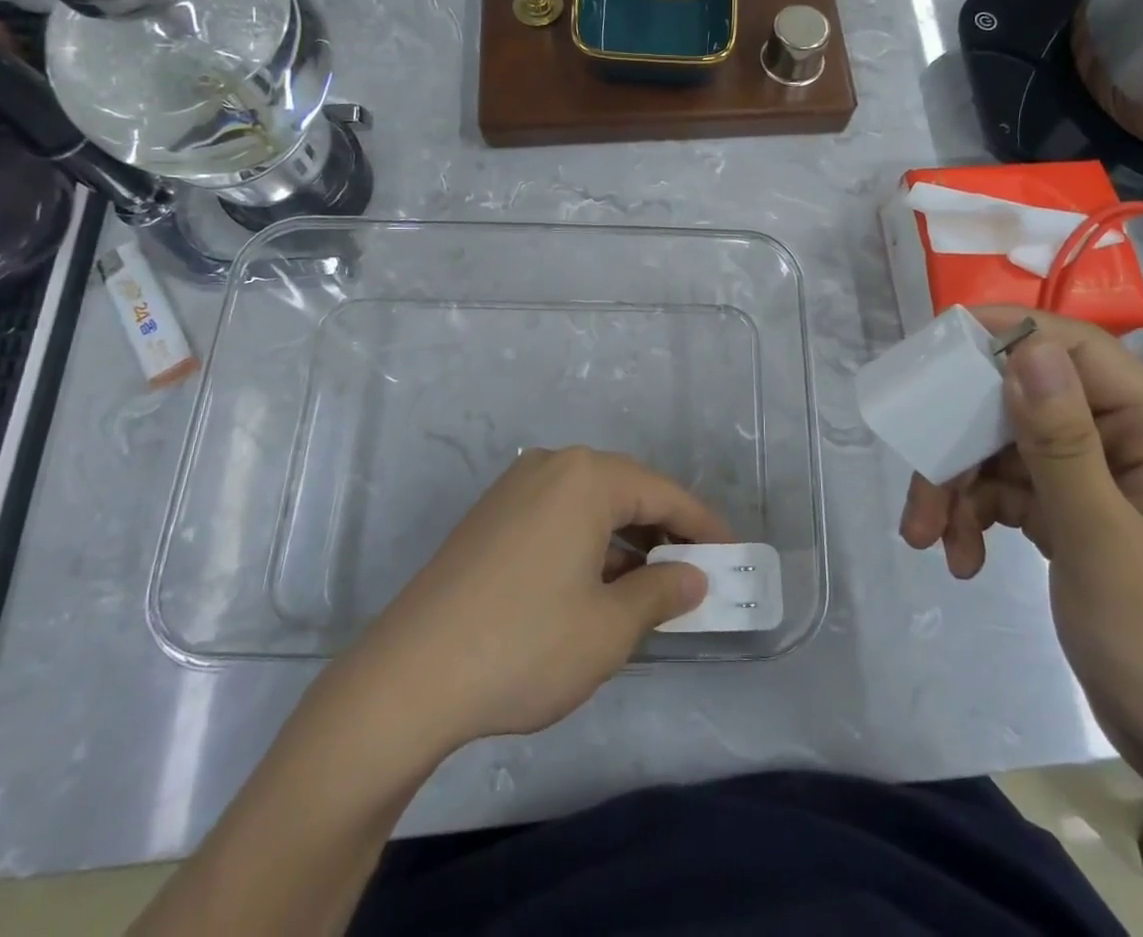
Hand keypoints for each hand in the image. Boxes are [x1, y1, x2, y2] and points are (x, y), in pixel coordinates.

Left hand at [343, 446, 731, 752]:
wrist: (409, 676)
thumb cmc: (525, 645)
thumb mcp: (609, 628)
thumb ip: (661, 593)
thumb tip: (693, 576)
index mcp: (586, 477)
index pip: (663, 493)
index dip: (703, 526)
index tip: (733, 555)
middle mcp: (551, 466)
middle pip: (626, 492)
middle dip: (664, 532)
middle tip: (695, 573)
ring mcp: (514, 488)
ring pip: (589, 505)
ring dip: (624, 541)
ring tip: (648, 587)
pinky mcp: (490, 516)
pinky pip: (557, 516)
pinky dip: (587, 544)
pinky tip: (594, 586)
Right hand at [899, 307, 1142, 794]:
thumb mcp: (1103, 542)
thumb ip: (1061, 442)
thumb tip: (1027, 349)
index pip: (1076, 351)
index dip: (1007, 336)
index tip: (938, 349)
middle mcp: (1129, 443)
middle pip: (1023, 404)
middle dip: (963, 442)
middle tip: (918, 478)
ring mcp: (1100, 481)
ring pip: (1006, 450)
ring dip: (960, 487)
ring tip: (926, 537)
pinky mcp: (1076, 516)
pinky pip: (1010, 491)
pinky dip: (977, 516)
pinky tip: (960, 558)